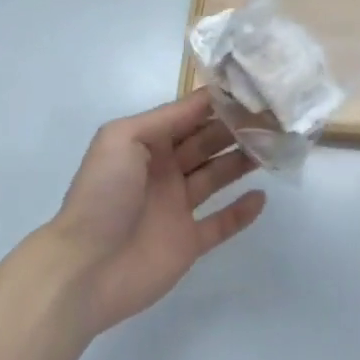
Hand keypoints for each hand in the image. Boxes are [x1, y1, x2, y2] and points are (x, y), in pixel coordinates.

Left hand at [51, 90, 265, 336]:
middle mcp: (164, 170)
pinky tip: (261, 198)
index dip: (217, 104)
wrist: (85, 268)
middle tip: (272, 118)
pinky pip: (220, 223)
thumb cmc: (103, 193)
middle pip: (207, 143)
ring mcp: (176, 207)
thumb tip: (205, 99)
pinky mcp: (187, 242)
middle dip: (235, 129)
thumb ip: (165, 117)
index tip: (251, 92)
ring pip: (217, 176)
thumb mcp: (122, 138)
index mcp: (147, 143)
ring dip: (242, 162)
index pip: (189, 116)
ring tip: (274, 148)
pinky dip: (241, 212)